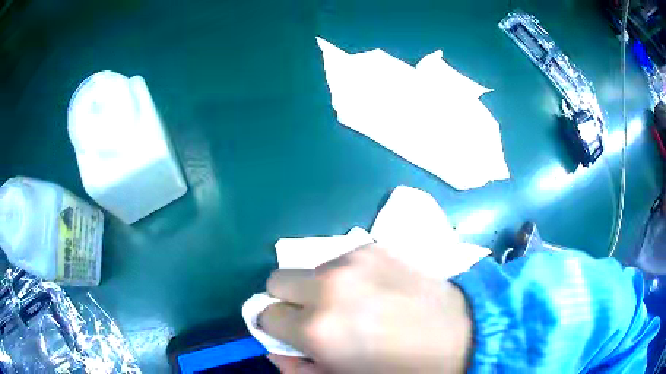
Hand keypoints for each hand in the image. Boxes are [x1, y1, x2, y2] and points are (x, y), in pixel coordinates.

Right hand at [261, 245, 472, 373]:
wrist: (459, 334)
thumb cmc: (400, 369)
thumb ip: (298, 370)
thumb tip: (274, 349)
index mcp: (317, 328)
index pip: (265, 313)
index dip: (274, 325)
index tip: (291, 332)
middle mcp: (328, 286)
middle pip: (277, 279)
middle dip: (288, 299)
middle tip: (316, 316)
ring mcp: (353, 260)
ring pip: (310, 268)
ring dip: (319, 287)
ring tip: (353, 304)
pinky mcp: (375, 246)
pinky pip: (341, 258)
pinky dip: (345, 274)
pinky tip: (373, 290)